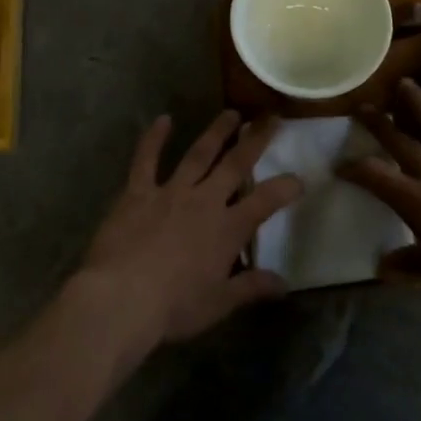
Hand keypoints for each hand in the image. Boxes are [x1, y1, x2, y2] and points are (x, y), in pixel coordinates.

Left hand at [77, 111, 301, 349]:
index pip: (265, 202)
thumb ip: (252, 288)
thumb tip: (284, 284)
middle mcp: (204, 201)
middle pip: (235, 164)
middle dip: (255, 141)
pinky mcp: (138, 191)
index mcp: (227, 229)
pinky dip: (154, 138)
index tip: (299, 178)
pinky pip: (146, 159)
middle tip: (270, 118)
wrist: (121, 298)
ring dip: (216, 132)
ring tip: (231, 114)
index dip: (285, 188)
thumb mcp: (219, 304)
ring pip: (198, 154)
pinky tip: (163, 119)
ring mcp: (170, 191)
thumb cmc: (174, 306)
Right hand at [340, 80, 420, 325]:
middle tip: (364, 108)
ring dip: (418, 103)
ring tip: (404, 84)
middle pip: (401, 140)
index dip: (355, 168)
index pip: (375, 176)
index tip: (342, 164)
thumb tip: (382, 266)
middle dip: (378, 123)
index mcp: (418, 201)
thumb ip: (410, 262)